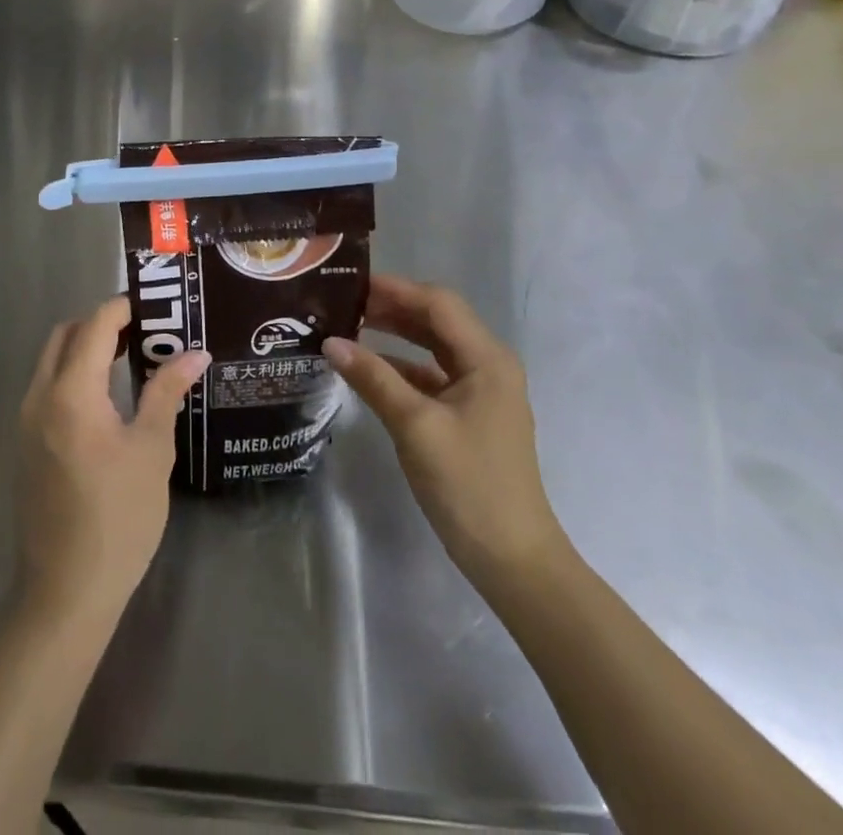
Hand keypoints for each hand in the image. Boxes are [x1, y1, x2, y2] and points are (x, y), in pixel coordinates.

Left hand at [16, 297, 210, 621]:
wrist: (67, 590)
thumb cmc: (119, 517)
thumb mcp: (151, 450)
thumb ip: (166, 392)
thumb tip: (194, 354)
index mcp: (71, 393)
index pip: (94, 326)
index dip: (122, 309)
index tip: (155, 308)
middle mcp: (39, 397)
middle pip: (65, 336)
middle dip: (101, 325)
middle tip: (143, 333)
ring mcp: (26, 422)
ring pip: (51, 361)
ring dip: (85, 349)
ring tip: (129, 359)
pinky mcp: (25, 444)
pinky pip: (46, 388)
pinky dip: (72, 375)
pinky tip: (106, 399)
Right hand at [323, 275, 568, 588]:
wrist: (512, 559)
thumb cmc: (468, 484)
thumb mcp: (415, 426)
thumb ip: (373, 378)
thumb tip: (330, 342)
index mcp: (486, 359)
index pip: (438, 304)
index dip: (395, 289)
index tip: (351, 284)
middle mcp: (488, 366)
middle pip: (437, 320)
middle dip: (393, 307)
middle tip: (344, 303)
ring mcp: (480, 391)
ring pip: (433, 346)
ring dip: (395, 334)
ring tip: (350, 325)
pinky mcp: (469, 415)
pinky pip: (431, 375)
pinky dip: (401, 366)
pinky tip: (368, 368)